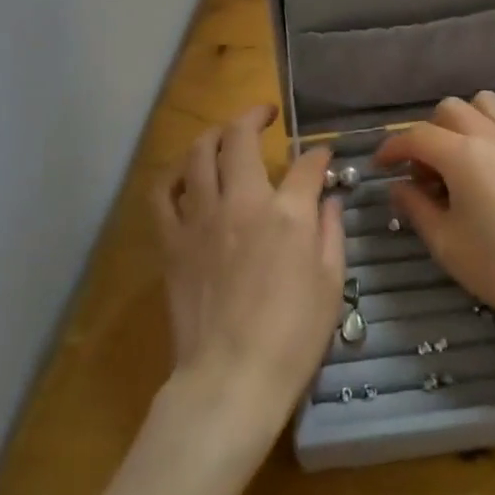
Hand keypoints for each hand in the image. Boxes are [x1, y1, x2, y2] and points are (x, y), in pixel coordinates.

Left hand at [150, 106, 344, 454]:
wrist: (231, 379)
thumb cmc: (292, 336)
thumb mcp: (332, 282)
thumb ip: (331, 230)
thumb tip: (329, 198)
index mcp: (286, 213)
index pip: (305, 165)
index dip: (318, 155)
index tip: (322, 156)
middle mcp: (241, 202)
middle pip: (240, 138)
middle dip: (255, 116)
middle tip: (266, 114)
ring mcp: (200, 218)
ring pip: (198, 153)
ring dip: (214, 134)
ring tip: (226, 134)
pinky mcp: (172, 241)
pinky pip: (163, 193)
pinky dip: (174, 174)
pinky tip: (187, 174)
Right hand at [376, 92, 494, 352]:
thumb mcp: (447, 244)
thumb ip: (416, 207)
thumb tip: (397, 185)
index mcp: (462, 155)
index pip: (416, 136)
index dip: (392, 148)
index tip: (380, 166)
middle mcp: (491, 134)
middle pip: (449, 109)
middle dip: (429, 133)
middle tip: (427, 171)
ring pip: (486, 103)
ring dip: (467, 121)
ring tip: (464, 157)